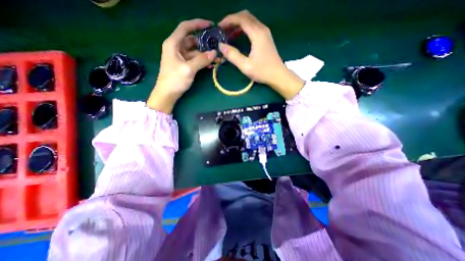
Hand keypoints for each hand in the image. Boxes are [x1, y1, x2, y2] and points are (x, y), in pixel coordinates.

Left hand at [147, 18, 217, 113]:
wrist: (167, 94)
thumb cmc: (175, 80)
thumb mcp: (189, 69)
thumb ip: (201, 60)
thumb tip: (214, 52)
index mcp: (173, 44)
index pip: (185, 28)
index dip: (197, 24)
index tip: (210, 24)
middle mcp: (176, 48)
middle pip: (192, 41)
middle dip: (204, 43)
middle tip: (216, 46)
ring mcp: (180, 57)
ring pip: (194, 51)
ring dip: (204, 54)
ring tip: (215, 58)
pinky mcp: (183, 65)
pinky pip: (194, 60)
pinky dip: (201, 61)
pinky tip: (210, 65)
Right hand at [220, 10, 305, 99]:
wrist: (278, 75)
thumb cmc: (262, 71)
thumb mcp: (245, 66)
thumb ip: (233, 55)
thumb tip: (221, 46)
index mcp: (257, 34)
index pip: (241, 19)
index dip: (228, 20)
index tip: (219, 27)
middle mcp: (262, 29)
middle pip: (245, 16)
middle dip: (232, 20)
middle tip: (223, 30)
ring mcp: (265, 33)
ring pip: (250, 21)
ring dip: (238, 25)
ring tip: (228, 34)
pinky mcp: (266, 38)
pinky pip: (253, 28)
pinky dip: (244, 29)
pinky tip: (238, 37)